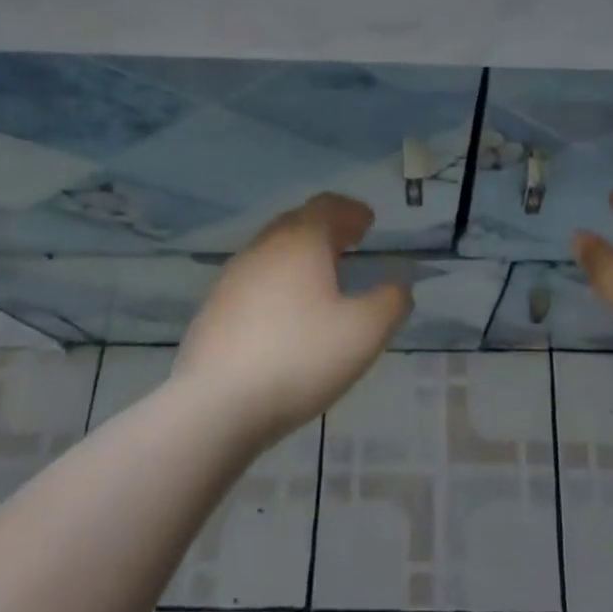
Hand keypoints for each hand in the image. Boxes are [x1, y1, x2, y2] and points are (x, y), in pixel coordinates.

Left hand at [174, 193, 411, 444]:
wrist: (216, 405)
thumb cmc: (301, 357)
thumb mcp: (365, 332)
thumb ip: (391, 301)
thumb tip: (399, 284)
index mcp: (300, 242)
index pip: (326, 206)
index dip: (350, 210)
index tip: (368, 221)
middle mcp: (263, 249)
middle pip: (296, 223)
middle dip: (326, 228)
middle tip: (350, 241)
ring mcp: (232, 278)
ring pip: (272, 252)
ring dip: (299, 255)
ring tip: (321, 277)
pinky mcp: (213, 310)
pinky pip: (254, 281)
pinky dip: (277, 282)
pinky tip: (285, 312)